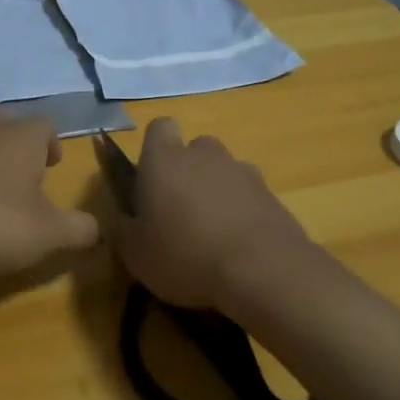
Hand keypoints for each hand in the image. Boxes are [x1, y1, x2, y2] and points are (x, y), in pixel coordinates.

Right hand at [111, 117, 317, 310]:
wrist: (262, 272)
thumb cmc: (184, 256)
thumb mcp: (136, 254)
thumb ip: (126, 229)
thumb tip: (125, 218)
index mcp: (165, 160)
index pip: (159, 127)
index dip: (154, 147)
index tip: (150, 177)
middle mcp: (205, 156)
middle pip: (195, 148)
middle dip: (188, 171)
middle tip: (180, 210)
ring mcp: (244, 173)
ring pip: (225, 172)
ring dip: (217, 192)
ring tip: (213, 234)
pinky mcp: (273, 196)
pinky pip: (250, 197)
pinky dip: (243, 213)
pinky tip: (239, 248)